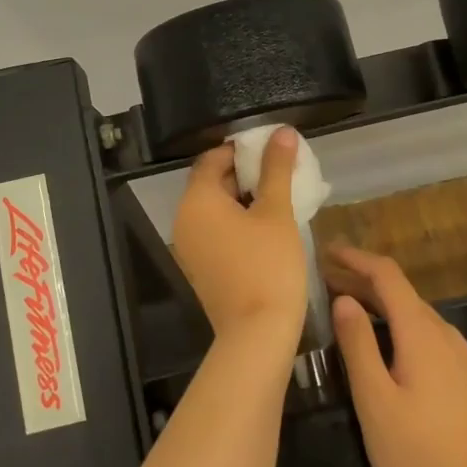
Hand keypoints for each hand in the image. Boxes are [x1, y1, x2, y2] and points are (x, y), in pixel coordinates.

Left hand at [172, 128, 306, 353]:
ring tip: (279, 197)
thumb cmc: (268, 265)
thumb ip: (277, 169)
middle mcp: (184, 220)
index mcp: (197, 200)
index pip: (212, 158)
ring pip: (214, 209)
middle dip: (245, 173)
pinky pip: (215, 231)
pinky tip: (267, 227)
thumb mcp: (277, 212)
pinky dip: (236, 222)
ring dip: (243, 198)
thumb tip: (281, 132)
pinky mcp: (200, 267)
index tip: (271, 150)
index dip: (241, 150)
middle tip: (281, 172)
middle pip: (211, 182)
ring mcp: (189, 247)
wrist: (257, 334)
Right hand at [328, 244, 466, 466]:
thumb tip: (343, 299)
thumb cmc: (417, 453)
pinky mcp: (464, 375)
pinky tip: (382, 343)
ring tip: (345, 307)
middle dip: (361, 280)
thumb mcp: (375, 400)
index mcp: (421, 332)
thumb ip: (357, 345)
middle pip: (400, 292)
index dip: (356, 258)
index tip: (326, 251)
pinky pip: (425, 333)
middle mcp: (444, 333)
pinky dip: (396, 324)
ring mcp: (459, 354)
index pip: (387, 275)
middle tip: (323, 281)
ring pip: (413, 313)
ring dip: (378, 303)